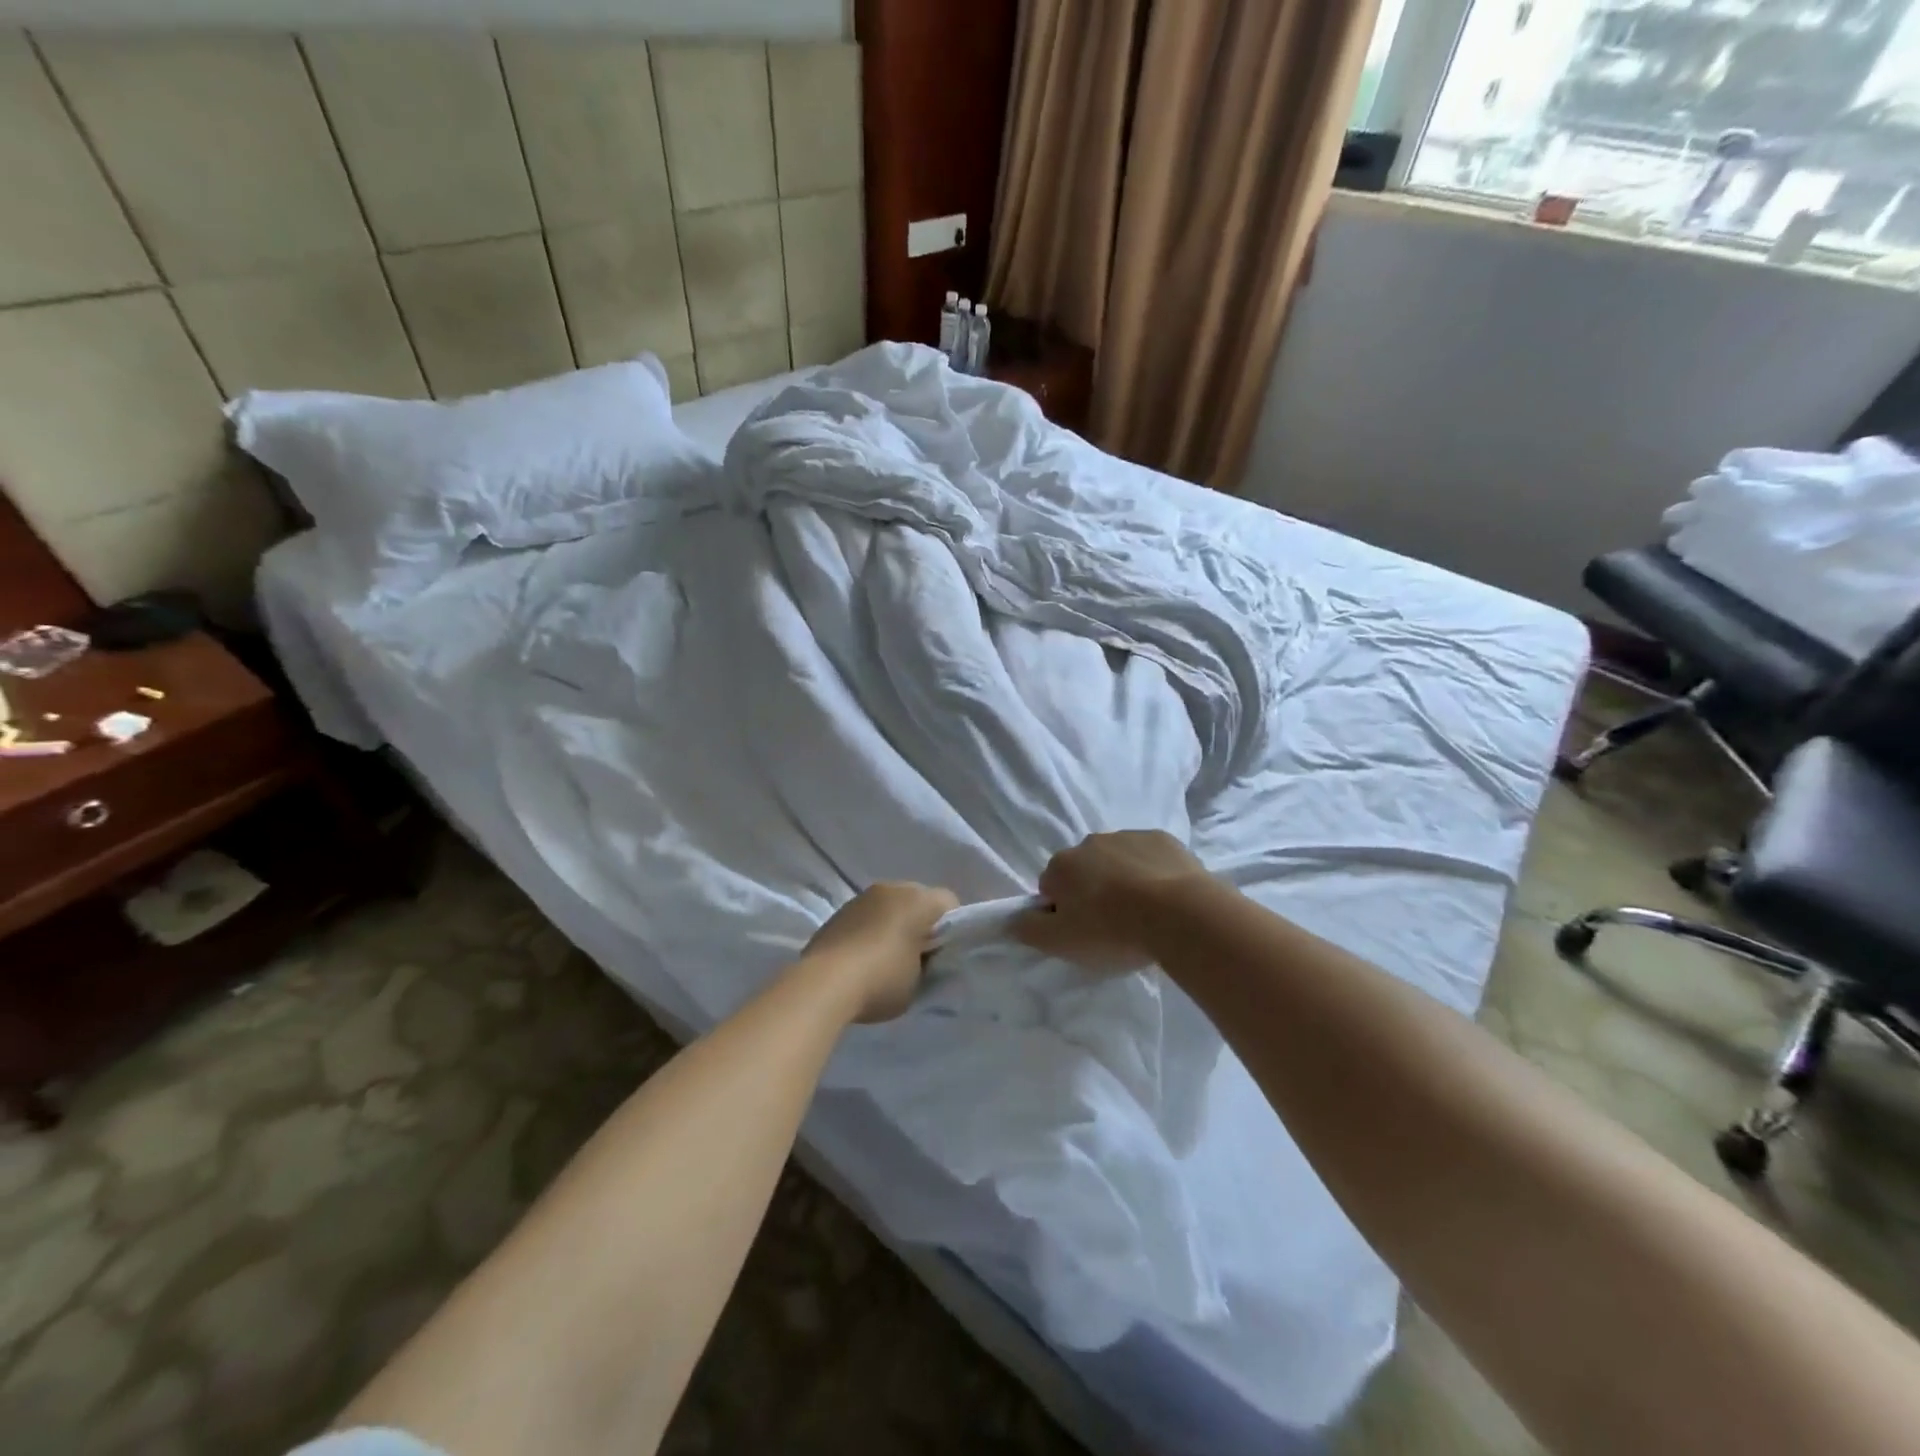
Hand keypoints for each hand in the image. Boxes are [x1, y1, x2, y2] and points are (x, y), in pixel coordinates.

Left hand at [801, 882, 958, 1023]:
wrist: (824, 983)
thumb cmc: (882, 979)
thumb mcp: (920, 981)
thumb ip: (929, 964)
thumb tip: (924, 958)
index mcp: (919, 900)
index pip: (949, 903)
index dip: (951, 929)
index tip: (942, 954)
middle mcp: (892, 888)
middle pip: (918, 899)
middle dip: (921, 922)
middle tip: (918, 956)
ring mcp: (863, 897)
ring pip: (891, 905)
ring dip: (894, 924)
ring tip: (887, 957)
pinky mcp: (839, 911)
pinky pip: (867, 915)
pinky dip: (871, 929)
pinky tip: (864, 957)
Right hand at [1016, 831, 1214, 971]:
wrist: (1180, 914)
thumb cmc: (1112, 930)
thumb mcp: (1061, 943)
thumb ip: (1028, 930)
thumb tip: (1010, 920)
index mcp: (1061, 865)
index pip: (1051, 888)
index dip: (1064, 913)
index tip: (1083, 933)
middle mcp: (1090, 842)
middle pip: (1084, 871)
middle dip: (1093, 892)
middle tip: (1113, 925)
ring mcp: (1128, 836)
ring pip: (1117, 861)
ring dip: (1123, 881)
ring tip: (1143, 914)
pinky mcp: (1163, 839)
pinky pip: (1149, 857)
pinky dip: (1152, 872)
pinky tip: (1166, 898)